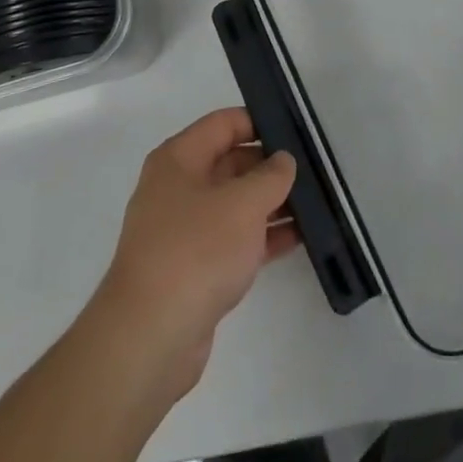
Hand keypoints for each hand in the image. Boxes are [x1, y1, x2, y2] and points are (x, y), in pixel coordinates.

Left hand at [90, 109, 298, 397]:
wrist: (149, 340)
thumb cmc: (195, 252)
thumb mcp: (243, 204)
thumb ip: (270, 176)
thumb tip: (283, 161)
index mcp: (179, 159)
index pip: (224, 123)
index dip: (259, 121)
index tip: (296, 130)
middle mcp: (177, 188)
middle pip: (230, 162)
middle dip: (270, 166)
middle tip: (313, 168)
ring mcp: (184, 231)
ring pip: (235, 204)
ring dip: (270, 203)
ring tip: (314, 202)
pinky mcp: (193, 270)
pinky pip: (234, 240)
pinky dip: (262, 237)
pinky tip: (298, 238)